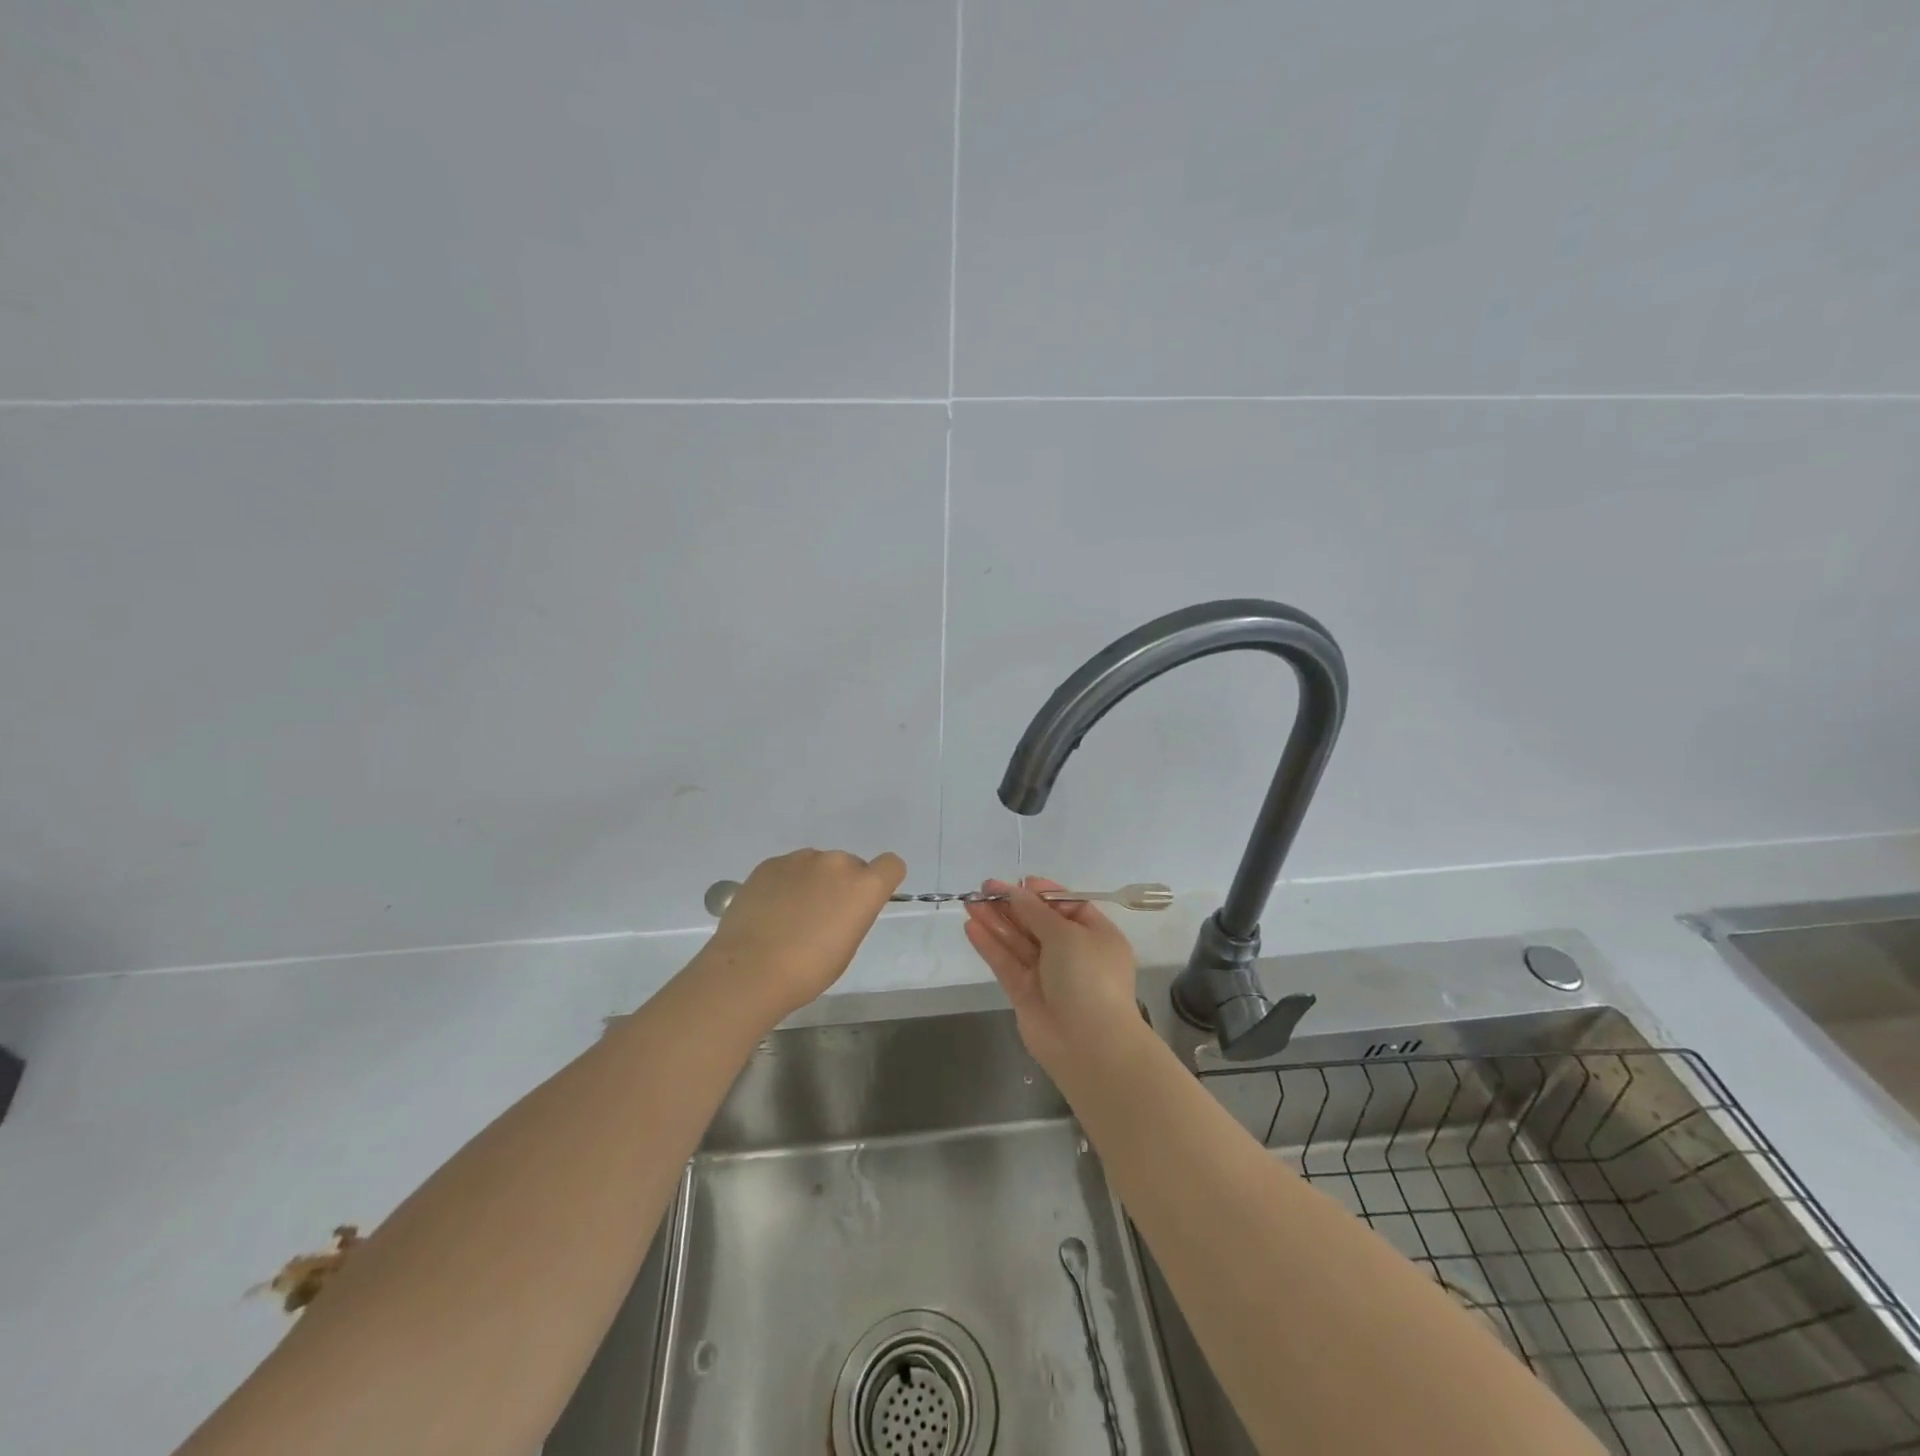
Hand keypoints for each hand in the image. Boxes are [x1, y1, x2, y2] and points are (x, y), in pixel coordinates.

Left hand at [699, 848, 906, 1021]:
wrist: (750, 969)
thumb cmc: (808, 970)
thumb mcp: (847, 945)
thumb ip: (853, 913)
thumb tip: (841, 905)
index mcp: (864, 886)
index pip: (891, 865)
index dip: (882, 880)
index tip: (865, 901)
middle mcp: (837, 863)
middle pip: (850, 865)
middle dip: (841, 885)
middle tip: (821, 916)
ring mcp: (801, 859)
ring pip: (817, 865)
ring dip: (812, 882)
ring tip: (790, 915)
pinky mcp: (770, 863)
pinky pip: (788, 869)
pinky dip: (785, 884)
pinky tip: (769, 910)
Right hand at [962, 877, 1145, 1076]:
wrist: (1090, 1045)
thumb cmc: (1089, 978)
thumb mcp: (1067, 935)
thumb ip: (1036, 912)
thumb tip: (1016, 891)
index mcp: (1096, 936)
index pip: (1068, 906)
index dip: (1043, 893)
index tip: (1020, 882)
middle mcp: (1073, 953)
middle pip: (1038, 922)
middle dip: (1013, 905)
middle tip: (984, 888)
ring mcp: (1047, 975)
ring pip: (1018, 942)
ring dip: (995, 921)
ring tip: (970, 902)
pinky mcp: (1025, 994)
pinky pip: (1006, 963)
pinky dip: (989, 945)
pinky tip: (971, 926)